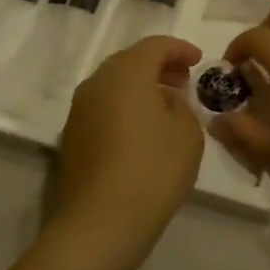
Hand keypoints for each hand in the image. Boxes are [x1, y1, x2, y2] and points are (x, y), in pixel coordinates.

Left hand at [53, 37, 203, 253]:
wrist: (100, 223)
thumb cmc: (153, 170)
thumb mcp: (187, 133)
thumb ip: (181, 105)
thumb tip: (165, 100)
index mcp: (127, 73)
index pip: (155, 46)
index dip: (179, 49)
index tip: (198, 60)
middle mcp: (97, 82)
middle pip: (129, 61)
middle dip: (158, 65)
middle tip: (182, 79)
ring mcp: (79, 110)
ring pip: (113, 84)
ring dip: (139, 87)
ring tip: (164, 105)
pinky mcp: (71, 136)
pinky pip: (102, 107)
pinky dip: (123, 106)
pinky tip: (141, 129)